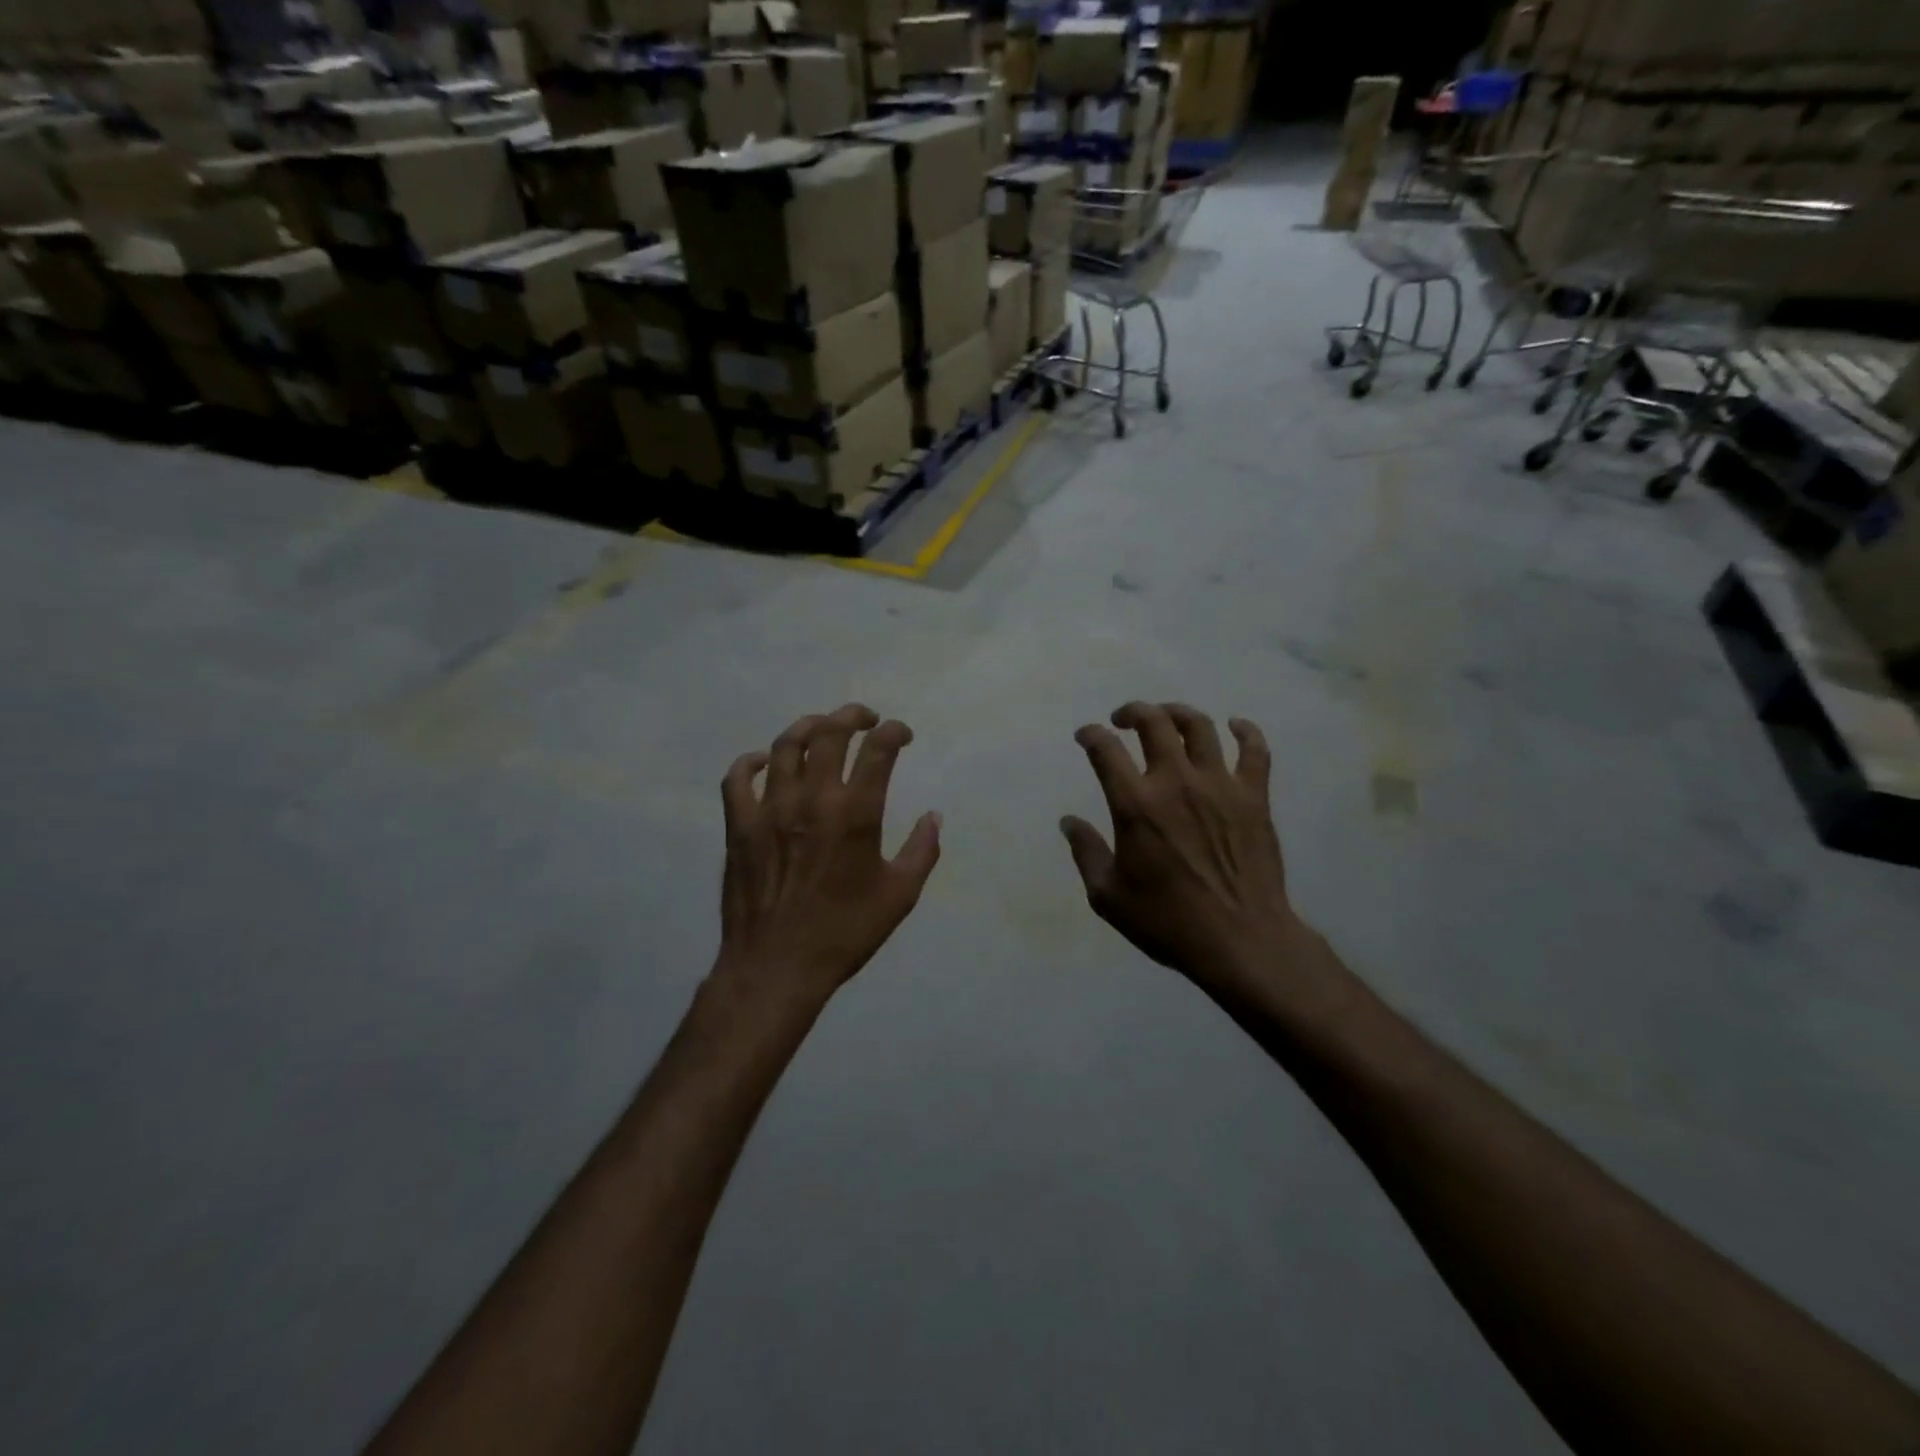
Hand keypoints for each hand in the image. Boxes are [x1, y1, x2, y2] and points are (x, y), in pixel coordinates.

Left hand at [713, 704, 940, 1010]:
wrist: (777, 966)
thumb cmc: (845, 932)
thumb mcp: (900, 896)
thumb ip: (922, 851)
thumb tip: (933, 816)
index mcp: (856, 813)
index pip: (879, 749)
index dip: (894, 731)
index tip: (902, 735)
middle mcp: (813, 798)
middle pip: (830, 732)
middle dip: (852, 715)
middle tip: (864, 719)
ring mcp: (771, 808)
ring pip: (785, 745)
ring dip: (808, 727)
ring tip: (822, 729)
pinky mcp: (740, 825)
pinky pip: (738, 778)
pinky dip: (751, 761)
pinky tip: (764, 762)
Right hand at [1062, 703, 1310, 1003]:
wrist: (1242, 941)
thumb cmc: (1168, 922)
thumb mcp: (1109, 897)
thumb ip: (1086, 853)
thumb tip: (1069, 822)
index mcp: (1135, 805)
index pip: (1105, 749)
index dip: (1091, 735)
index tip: (1086, 736)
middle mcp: (1176, 782)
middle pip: (1153, 722)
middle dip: (1132, 712)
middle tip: (1123, 720)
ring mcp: (1219, 785)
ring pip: (1199, 726)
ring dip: (1177, 713)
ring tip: (1167, 718)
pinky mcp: (1254, 796)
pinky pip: (1254, 750)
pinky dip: (1245, 731)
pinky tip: (1235, 726)